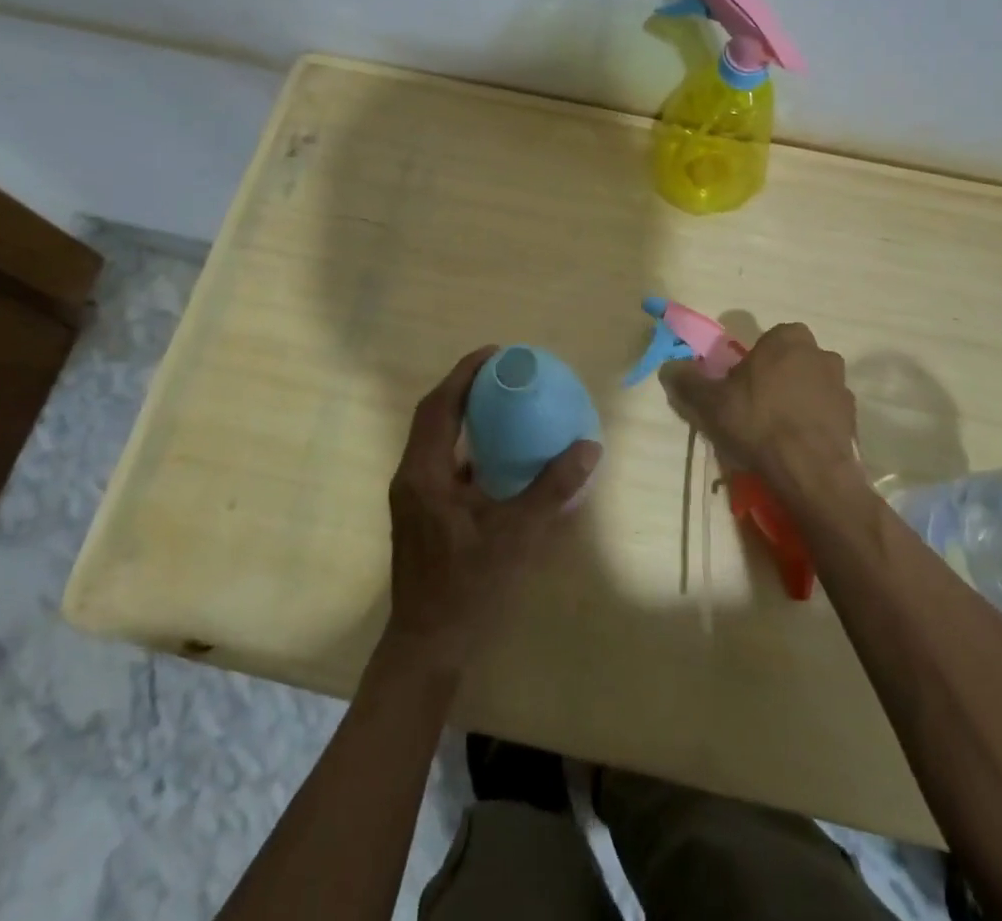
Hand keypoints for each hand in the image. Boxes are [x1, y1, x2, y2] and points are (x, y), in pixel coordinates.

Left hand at [382, 347, 600, 675]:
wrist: (428, 648)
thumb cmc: (468, 588)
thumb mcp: (517, 535)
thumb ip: (552, 488)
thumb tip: (590, 446)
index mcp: (424, 473)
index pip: (439, 406)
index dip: (464, 374)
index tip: (495, 353)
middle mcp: (411, 477)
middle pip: (433, 416)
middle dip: (464, 388)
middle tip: (502, 372)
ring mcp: (413, 498)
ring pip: (434, 440)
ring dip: (462, 416)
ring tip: (500, 403)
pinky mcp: (421, 515)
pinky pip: (442, 463)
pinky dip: (466, 448)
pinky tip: (496, 456)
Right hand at [659, 323, 861, 504]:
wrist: (810, 471)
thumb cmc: (758, 422)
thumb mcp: (710, 401)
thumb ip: (688, 380)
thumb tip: (669, 367)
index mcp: (787, 338)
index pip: (766, 342)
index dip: (750, 364)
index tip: (738, 388)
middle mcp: (820, 353)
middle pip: (789, 362)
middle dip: (775, 379)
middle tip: (755, 409)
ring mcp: (841, 385)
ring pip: (810, 387)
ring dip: (796, 401)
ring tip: (776, 433)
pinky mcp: (853, 416)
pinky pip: (825, 413)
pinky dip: (812, 423)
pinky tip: (796, 446)